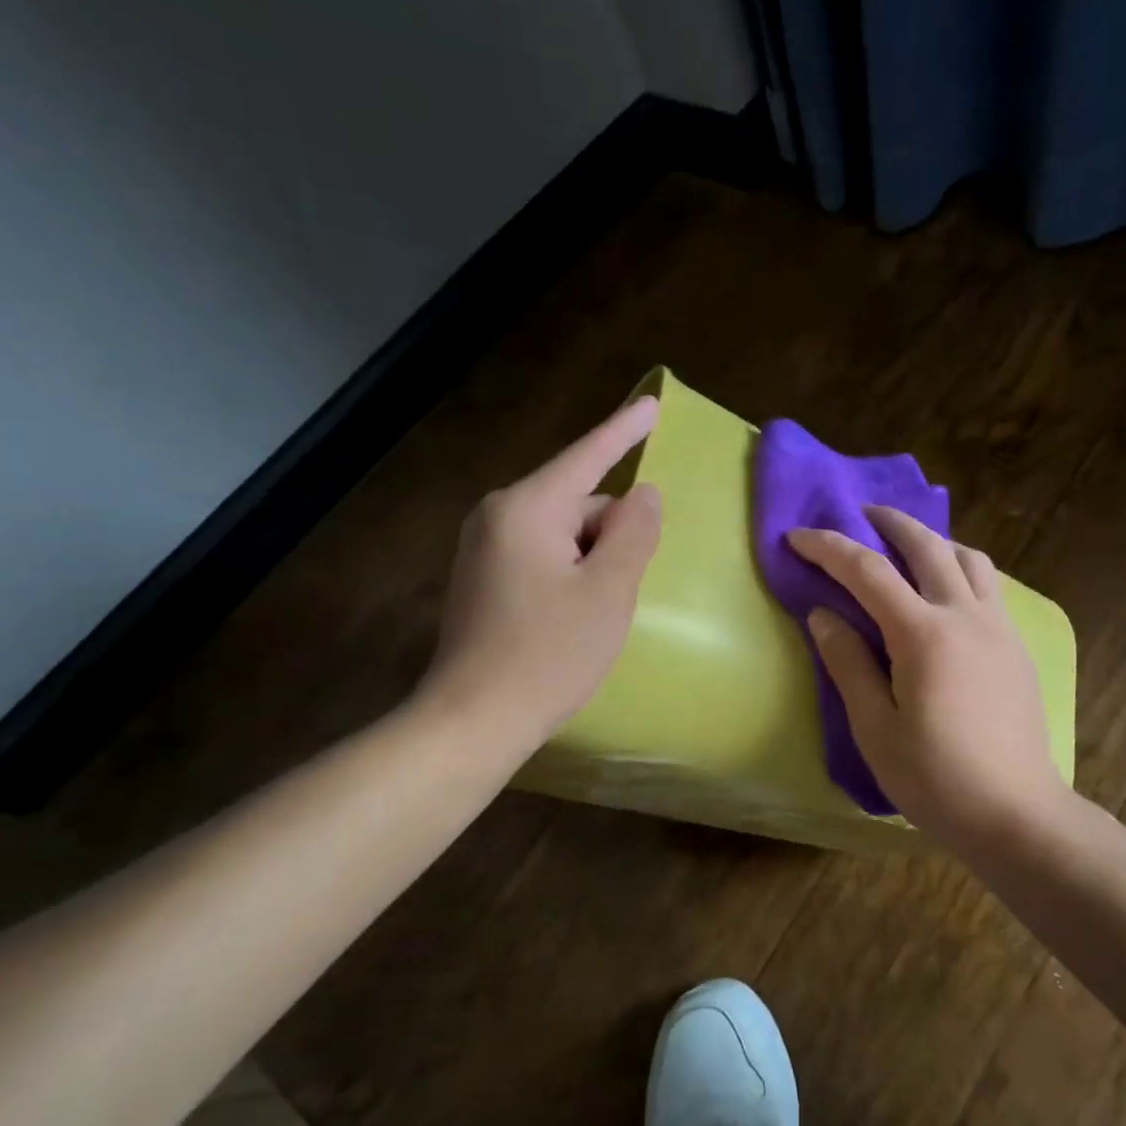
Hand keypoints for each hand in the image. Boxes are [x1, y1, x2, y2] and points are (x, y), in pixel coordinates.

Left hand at [415, 396, 661, 749]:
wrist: (472, 721)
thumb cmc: (549, 653)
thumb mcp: (609, 590)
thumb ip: (634, 533)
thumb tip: (643, 495)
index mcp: (527, 508)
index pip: (588, 457)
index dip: (625, 430)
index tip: (652, 405)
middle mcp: (498, 516)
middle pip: (580, 503)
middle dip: (613, 534)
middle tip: (620, 591)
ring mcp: (485, 548)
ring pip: (565, 534)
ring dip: (594, 560)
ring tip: (596, 614)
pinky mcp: (483, 578)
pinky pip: (545, 556)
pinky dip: (572, 574)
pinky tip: (573, 618)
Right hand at [787, 508, 1066, 836]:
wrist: (1017, 814)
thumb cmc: (936, 779)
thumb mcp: (875, 729)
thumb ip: (848, 664)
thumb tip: (823, 614)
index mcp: (924, 635)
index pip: (867, 572)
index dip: (828, 548)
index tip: (797, 536)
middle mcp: (966, 616)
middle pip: (927, 545)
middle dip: (890, 523)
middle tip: (861, 516)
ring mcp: (999, 627)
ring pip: (969, 558)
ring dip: (934, 540)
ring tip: (908, 547)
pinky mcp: (1017, 646)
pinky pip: (989, 586)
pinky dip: (961, 568)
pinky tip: (947, 592)